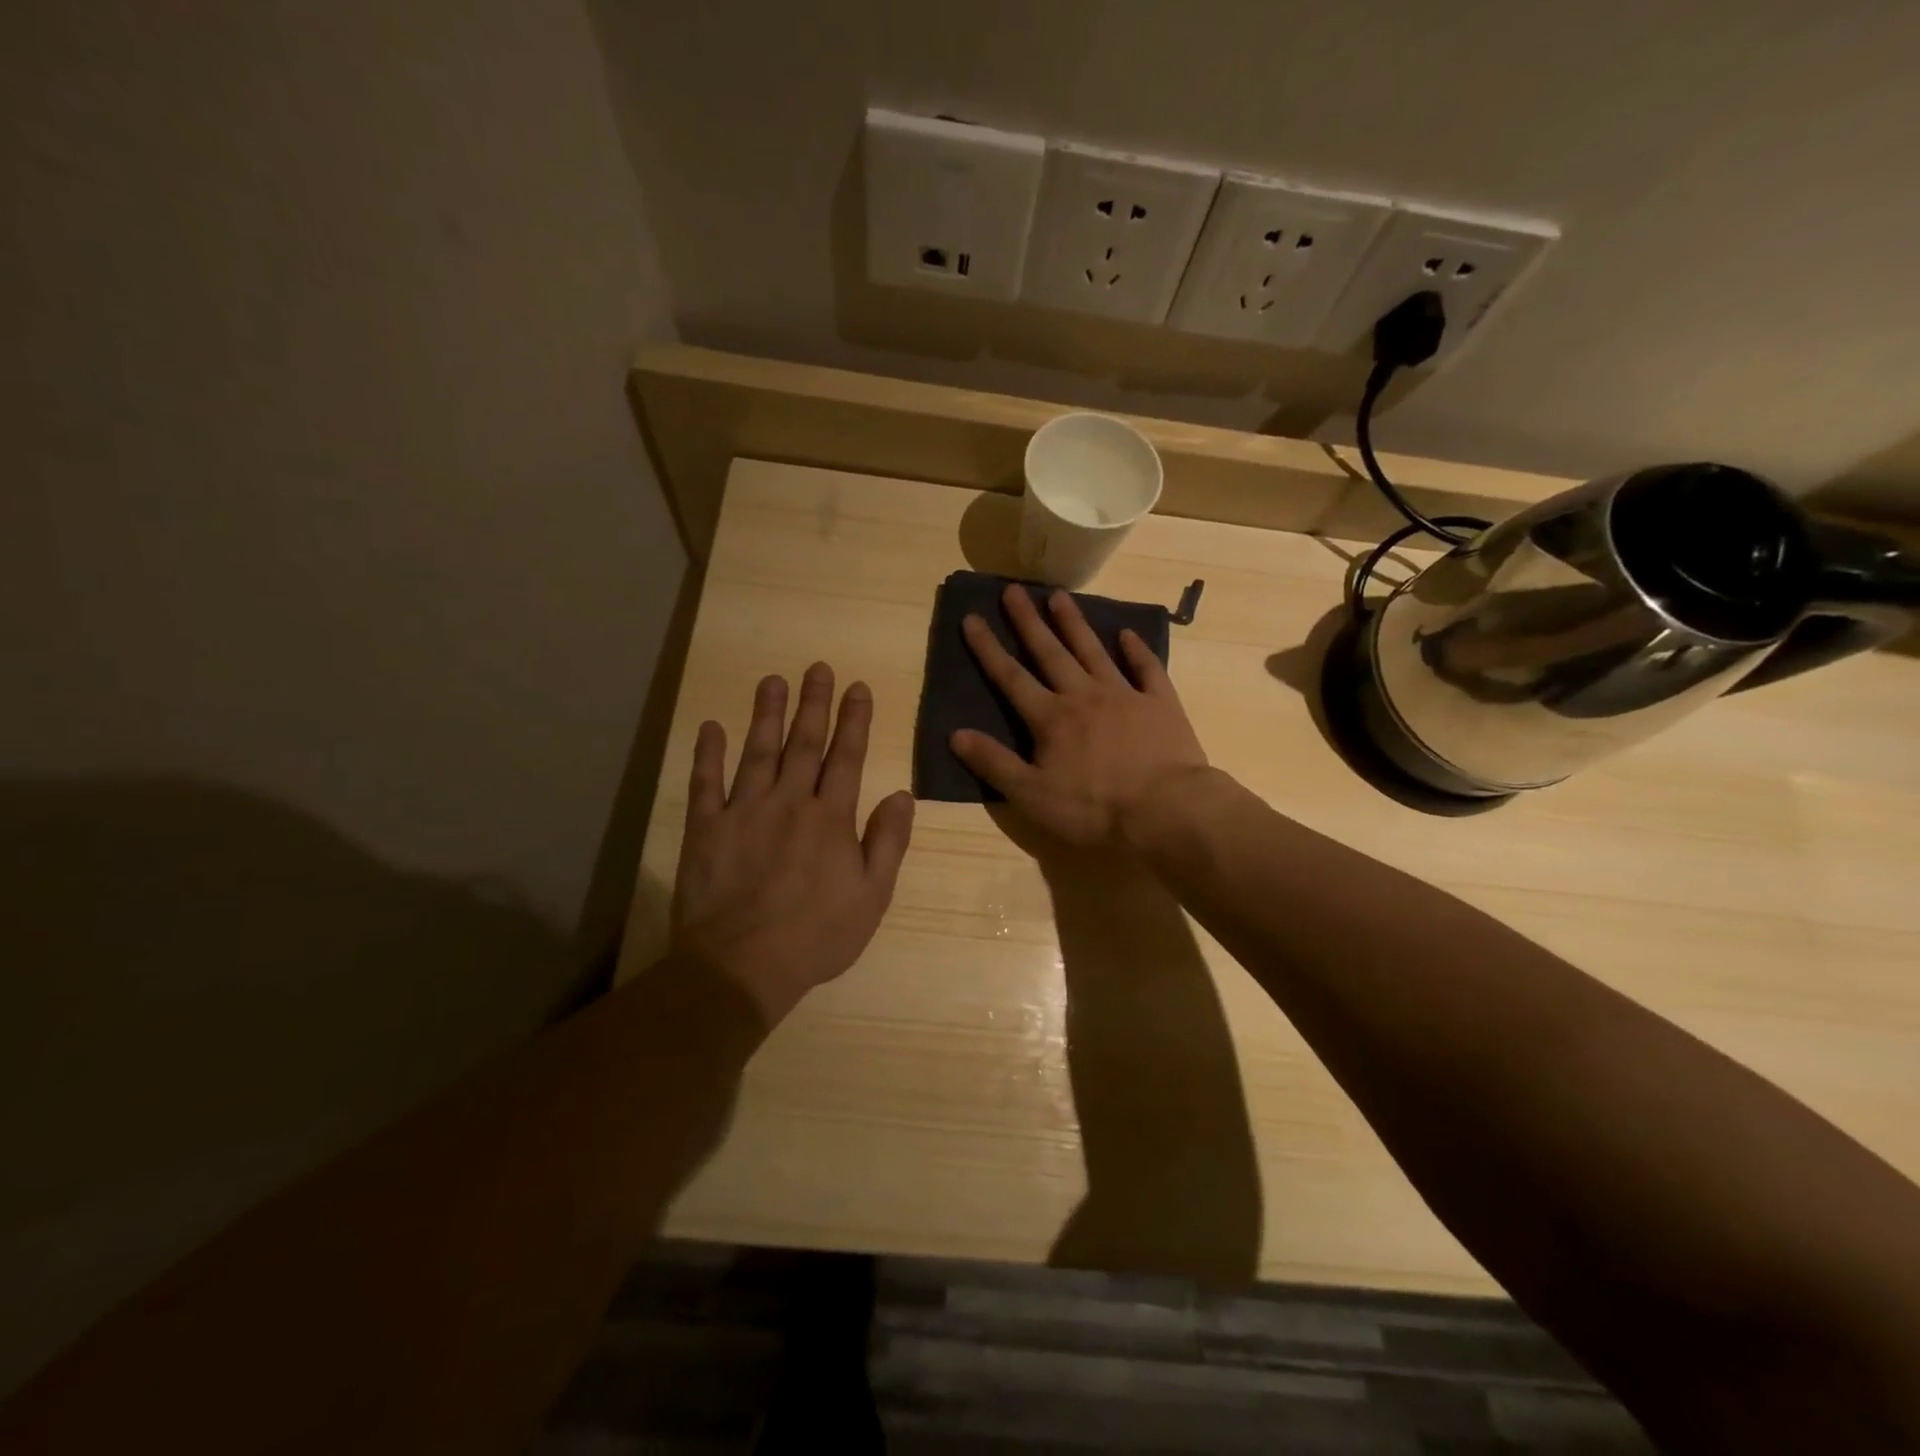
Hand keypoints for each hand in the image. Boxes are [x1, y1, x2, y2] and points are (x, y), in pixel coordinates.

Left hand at [671, 664, 914, 1023]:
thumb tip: (902, 794)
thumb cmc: (817, 935)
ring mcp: (743, 811)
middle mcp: (789, 802)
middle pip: (804, 743)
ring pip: (758, 751)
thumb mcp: (873, 896)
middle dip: (813, 703)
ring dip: (766, 713)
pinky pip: (705, 783)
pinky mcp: (706, 828)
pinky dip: (707, 754)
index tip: (857, 687)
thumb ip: (888, 842)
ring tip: (772, 680)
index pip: (846, 757)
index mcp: (831, 817)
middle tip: (817, 667)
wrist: (742, 966)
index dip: (854, 720)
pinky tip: (711, 727)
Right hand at [950, 586, 1209, 847]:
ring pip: (1093, 651)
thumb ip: (994, 763)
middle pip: (1050, 653)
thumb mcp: (1032, 794)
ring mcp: (1124, 695)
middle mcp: (1083, 696)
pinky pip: (1146, 668)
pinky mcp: (1160, 703)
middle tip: (1013, 589)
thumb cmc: (1094, 808)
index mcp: (1051, 718)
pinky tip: (1127, 634)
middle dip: (1028, 621)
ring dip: (1074, 623)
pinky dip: (1136, 649)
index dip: (988, 648)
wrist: (1166, 809)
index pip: (1011, 677)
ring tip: (1059, 595)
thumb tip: (955, 734)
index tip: (972, 618)